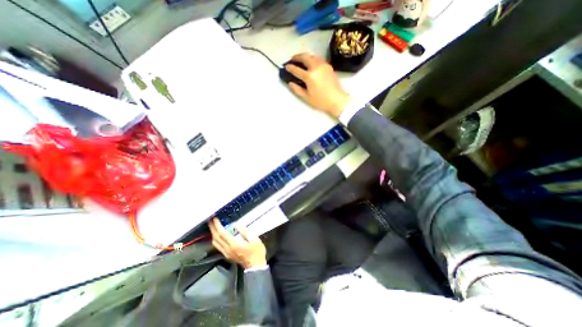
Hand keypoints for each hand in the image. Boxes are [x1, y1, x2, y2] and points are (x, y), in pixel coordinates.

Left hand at [208, 219, 266, 269]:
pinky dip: (216, 239)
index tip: (214, 218)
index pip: (222, 233)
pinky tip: (217, 236)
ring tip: (213, 226)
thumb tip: (236, 224)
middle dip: (212, 228)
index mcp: (234, 244)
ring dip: (213, 234)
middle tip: (210, 220)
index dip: (217, 225)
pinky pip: (218, 246)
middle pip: (216, 238)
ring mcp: (226, 253)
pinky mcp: (227, 256)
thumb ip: (244, 231)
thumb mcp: (254, 239)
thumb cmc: (256, 251)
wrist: (256, 266)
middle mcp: (228, 249)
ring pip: (215, 243)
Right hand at [286, 52, 348, 118]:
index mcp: (310, 76)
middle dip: (297, 57)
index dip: (290, 68)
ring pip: (312, 56)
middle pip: (305, 57)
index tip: (286, 67)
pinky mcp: (329, 66)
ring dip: (305, 56)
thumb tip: (290, 83)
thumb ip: (297, 90)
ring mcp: (323, 65)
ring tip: (301, 60)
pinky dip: (312, 58)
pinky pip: (318, 59)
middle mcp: (316, 67)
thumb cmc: (321, 101)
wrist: (337, 100)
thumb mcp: (307, 98)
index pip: (297, 69)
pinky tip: (311, 63)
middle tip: (292, 60)